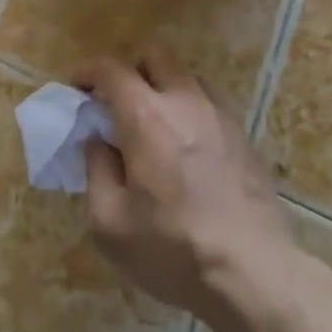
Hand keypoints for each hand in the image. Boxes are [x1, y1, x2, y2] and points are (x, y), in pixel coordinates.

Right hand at [78, 54, 291, 321]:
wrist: (254, 275)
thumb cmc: (172, 249)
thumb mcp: (110, 222)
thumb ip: (96, 171)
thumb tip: (98, 143)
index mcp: (146, 116)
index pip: (111, 69)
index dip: (88, 72)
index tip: (76, 89)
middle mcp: (185, 102)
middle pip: (156, 56)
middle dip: (132, 70)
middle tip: (118, 104)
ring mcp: (221, 118)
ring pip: (189, 77)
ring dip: (165, 89)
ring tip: (155, 125)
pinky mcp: (246, 140)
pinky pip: (212, 106)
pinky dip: (192, 112)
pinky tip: (187, 150)